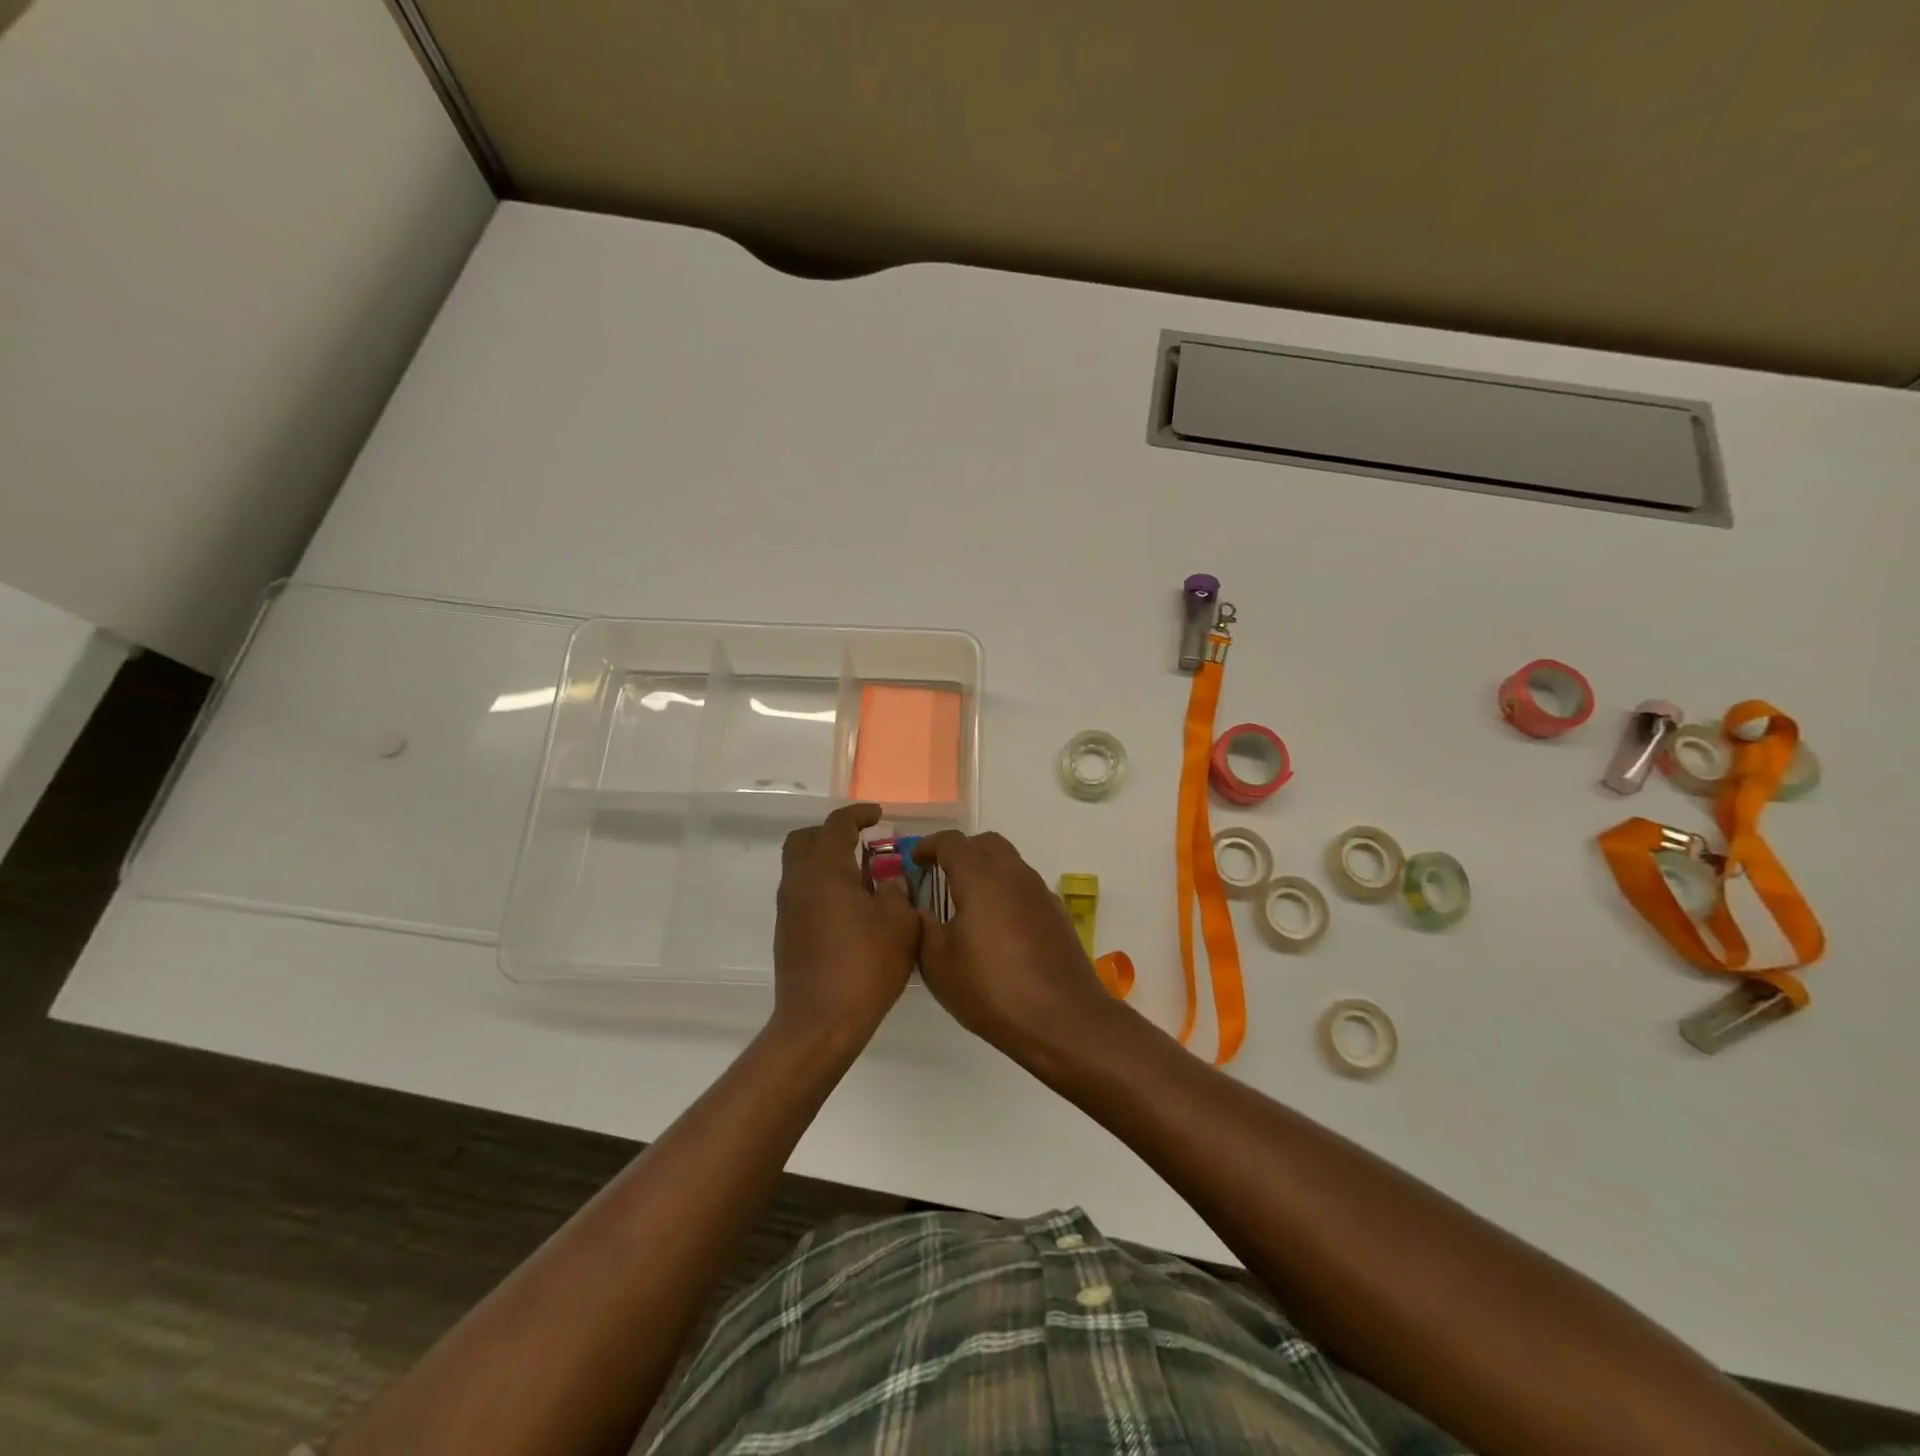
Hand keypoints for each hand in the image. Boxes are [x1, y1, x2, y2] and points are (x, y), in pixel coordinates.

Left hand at [773, 803, 920, 1050]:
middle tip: (862, 842)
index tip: (879, 815)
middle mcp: (799, 881)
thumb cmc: (864, 965)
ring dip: (827, 862)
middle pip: (805, 839)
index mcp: (825, 869)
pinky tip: (852, 910)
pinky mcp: (787, 934)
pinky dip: (823, 888)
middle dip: (832, 833)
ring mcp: (788, 909)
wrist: (819, 1022)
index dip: (858, 814)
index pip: (837, 824)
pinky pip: (803, 894)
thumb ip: (896, 892)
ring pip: (801, 867)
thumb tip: (888, 881)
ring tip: (864, 878)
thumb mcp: (899, 924)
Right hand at [911, 831, 1120, 1061]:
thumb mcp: (939, 964)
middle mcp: (1014, 875)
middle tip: (942, 874)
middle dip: (961, 851)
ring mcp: (1040, 892)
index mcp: (981, 878)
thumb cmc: (992, 990)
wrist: (1063, 1019)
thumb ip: (924, 928)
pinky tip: (997, 927)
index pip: (952, 842)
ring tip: (968, 903)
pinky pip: (1025, 887)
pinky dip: (1007, 892)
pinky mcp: (1057, 914)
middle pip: (986, 843)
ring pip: (1010, 863)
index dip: (929, 845)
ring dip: (987, 870)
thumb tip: (919, 909)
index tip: (915, 861)